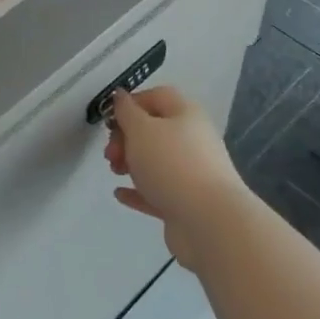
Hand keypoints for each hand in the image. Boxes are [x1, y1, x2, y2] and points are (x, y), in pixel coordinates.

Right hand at [105, 87, 254, 270]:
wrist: (209, 222)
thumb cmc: (171, 164)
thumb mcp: (141, 130)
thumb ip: (126, 111)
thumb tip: (121, 96)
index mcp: (186, 114)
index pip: (157, 97)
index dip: (131, 103)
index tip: (110, 120)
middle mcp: (192, 140)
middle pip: (154, 130)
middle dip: (126, 138)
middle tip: (110, 153)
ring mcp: (192, 173)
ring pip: (155, 161)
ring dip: (130, 163)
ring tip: (114, 172)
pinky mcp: (186, 203)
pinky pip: (157, 191)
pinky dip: (138, 190)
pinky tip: (119, 194)